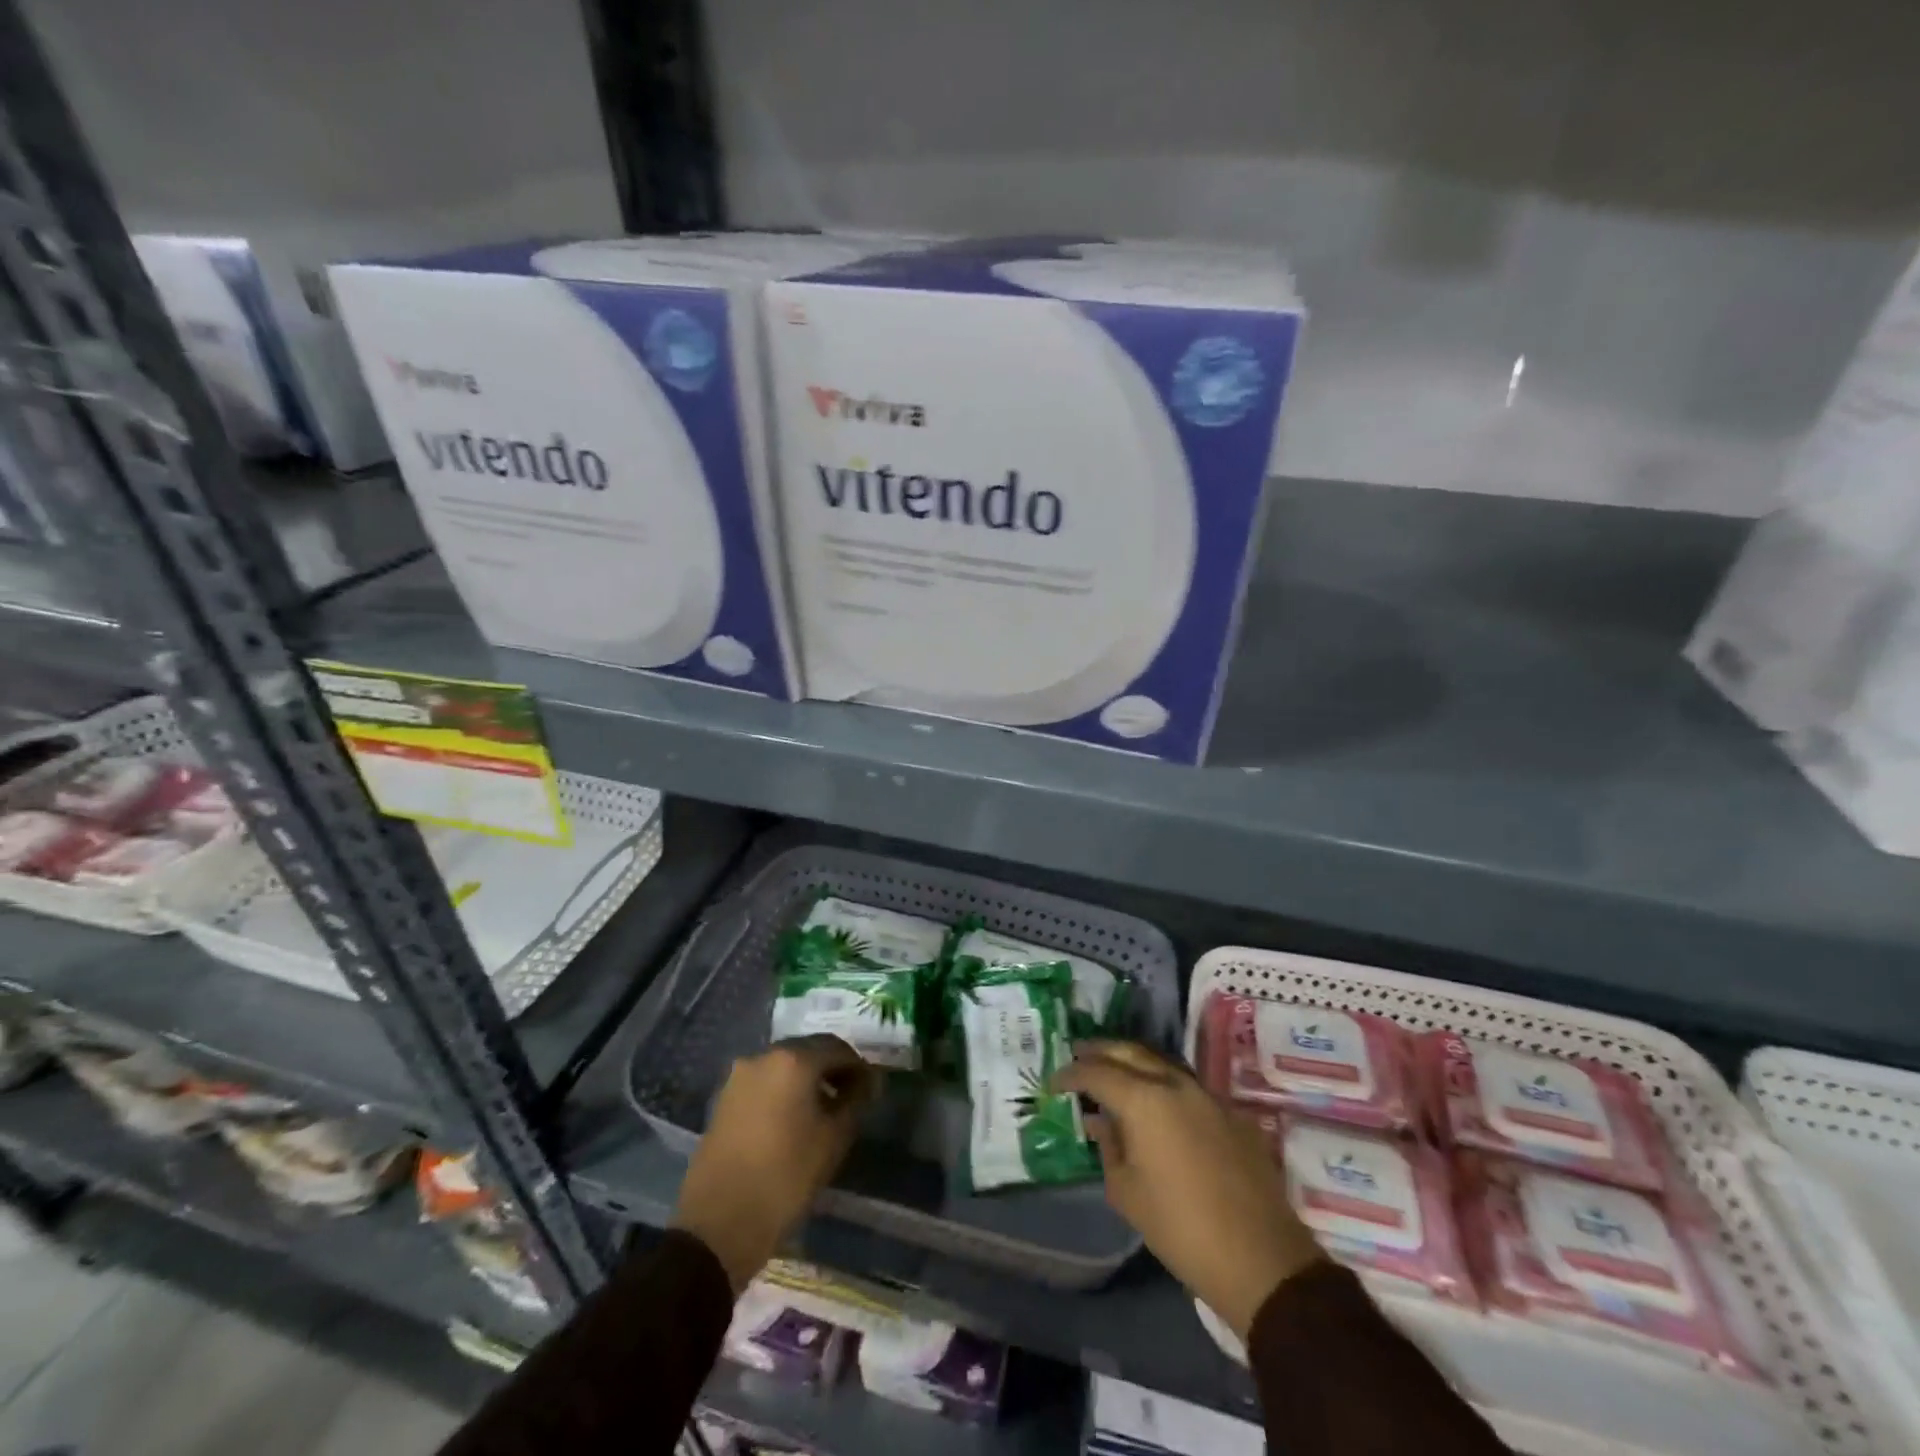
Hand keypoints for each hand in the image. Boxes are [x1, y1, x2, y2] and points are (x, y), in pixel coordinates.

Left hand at [672, 1035, 878, 1292]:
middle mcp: (763, 1056)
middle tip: (850, 1096)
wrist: (717, 1224)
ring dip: (806, 1080)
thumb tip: (868, 1082)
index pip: (837, 1049)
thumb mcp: (833, 1140)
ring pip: (784, 1067)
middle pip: (808, 1051)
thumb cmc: (785, 1177)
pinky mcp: (724, 1099)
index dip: (858, 1067)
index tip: (871, 1088)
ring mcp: (739, 1077)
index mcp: (793, 1059)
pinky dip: (783, 1092)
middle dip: (832, 1069)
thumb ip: (855, 1101)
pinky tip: (792, 1120)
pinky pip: (764, 1083)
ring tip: (822, 1111)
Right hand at [1055, 1041, 1323, 1339]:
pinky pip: (1184, 1083)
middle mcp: (1174, 1083)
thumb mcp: (1127, 1192)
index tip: (1054, 1082)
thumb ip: (1109, 1146)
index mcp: (1144, 1099)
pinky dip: (1160, 1081)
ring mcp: (1206, 1094)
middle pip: (1130, 1052)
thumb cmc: (1180, 1227)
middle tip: (1078, 1054)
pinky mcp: (1228, 1112)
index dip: (1071, 1074)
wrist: (1259, 1258)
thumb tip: (1099, 1120)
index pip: (1097, 1072)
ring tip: (1112, 1070)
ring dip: (1132, 1060)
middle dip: (1100, 1051)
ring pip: (1160, 1061)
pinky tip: (1154, 1100)